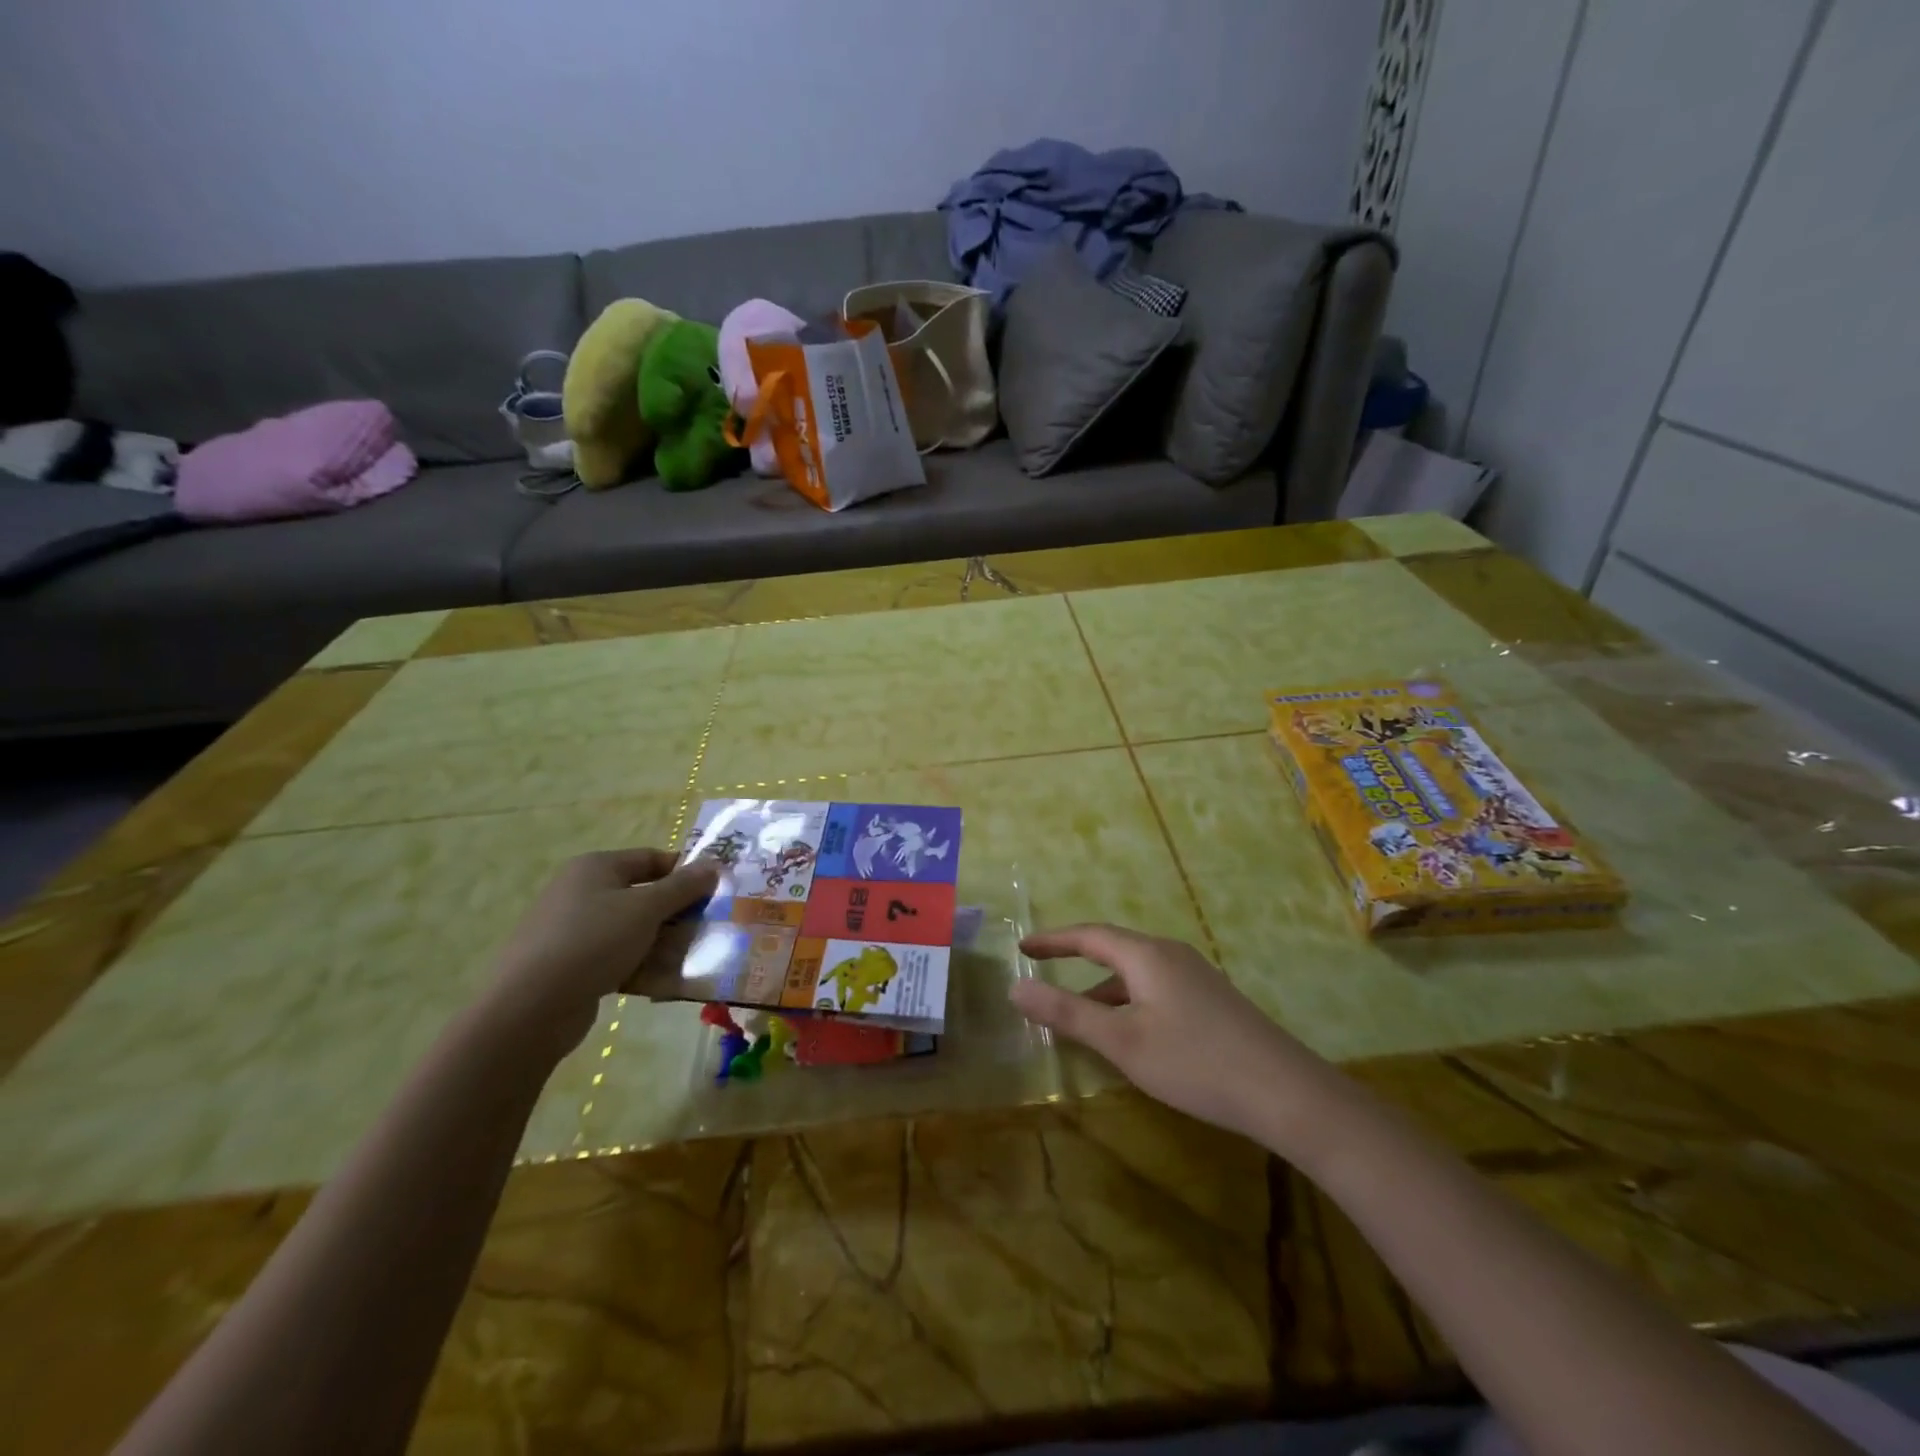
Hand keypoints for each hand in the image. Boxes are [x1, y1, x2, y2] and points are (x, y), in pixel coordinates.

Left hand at [482, 849, 718, 1062]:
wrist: (529, 1008)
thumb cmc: (592, 941)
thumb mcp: (646, 908)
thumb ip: (683, 886)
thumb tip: (714, 865)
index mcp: (596, 867)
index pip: (651, 858)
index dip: (685, 871)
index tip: (715, 891)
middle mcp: (582, 891)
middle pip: (643, 894)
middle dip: (677, 910)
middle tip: (710, 925)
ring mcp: (573, 929)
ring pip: (632, 928)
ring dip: (662, 940)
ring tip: (694, 955)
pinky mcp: (571, 965)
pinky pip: (616, 956)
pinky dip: (640, 964)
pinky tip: (663, 980)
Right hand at [1010, 924, 1343, 1147]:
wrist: (1286, 1092)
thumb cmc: (1194, 1062)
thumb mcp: (1122, 1041)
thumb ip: (1067, 1013)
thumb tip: (1015, 987)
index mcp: (1147, 955)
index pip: (1089, 935)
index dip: (1053, 940)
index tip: (1022, 946)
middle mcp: (1171, 954)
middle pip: (1113, 949)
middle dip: (1075, 962)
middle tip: (1042, 973)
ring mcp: (1195, 976)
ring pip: (1135, 973)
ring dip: (1102, 989)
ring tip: (1076, 1017)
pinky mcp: (1211, 1000)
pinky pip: (1155, 988)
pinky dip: (1128, 1001)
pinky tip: (1128, 1034)